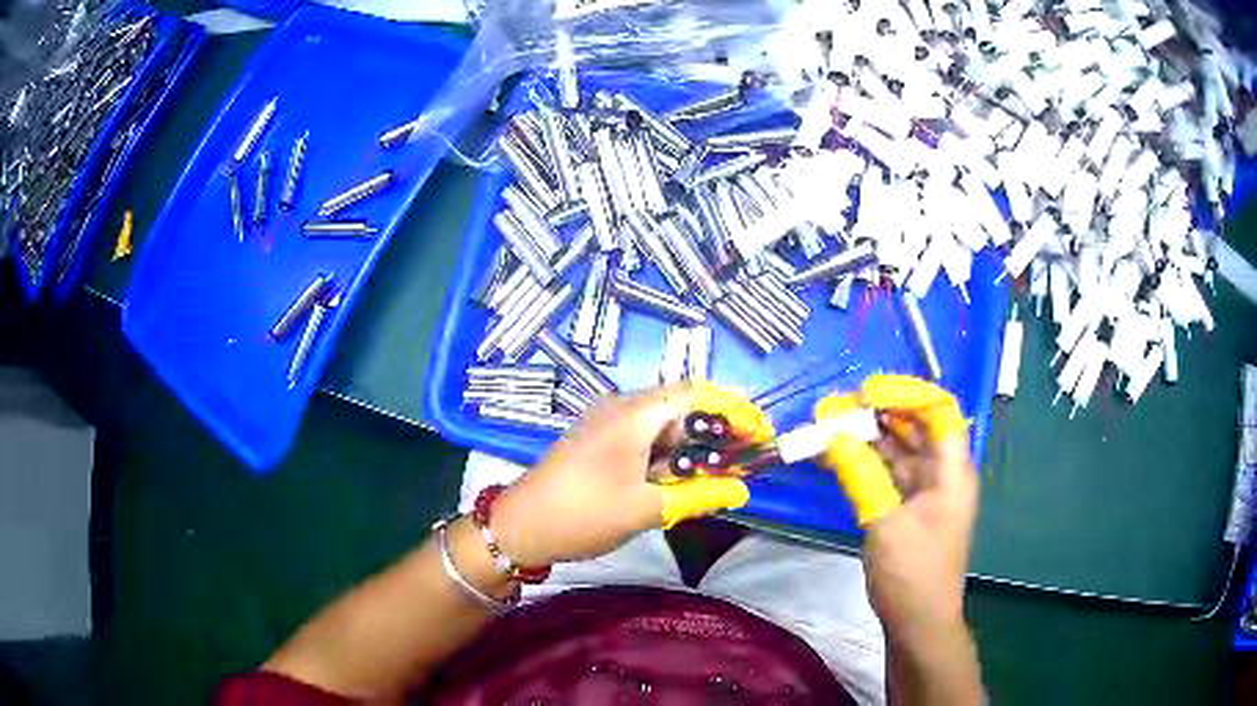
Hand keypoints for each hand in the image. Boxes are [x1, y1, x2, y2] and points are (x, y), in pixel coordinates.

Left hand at [488, 383, 764, 566]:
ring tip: (721, 471)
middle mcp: (622, 408)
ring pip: (663, 423)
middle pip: (682, 405)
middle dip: (717, 429)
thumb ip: (698, 496)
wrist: (520, 527)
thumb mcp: (646, 509)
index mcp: (634, 414)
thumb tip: (741, 491)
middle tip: (745, 457)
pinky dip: (669, 453)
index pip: (697, 394)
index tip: (760, 433)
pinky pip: (644, 437)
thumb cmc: (583, 514)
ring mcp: (607, 424)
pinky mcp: (598, 441)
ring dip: (693, 443)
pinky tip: (682, 477)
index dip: (734, 409)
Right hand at [817, 375, 977, 640]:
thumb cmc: (913, 575)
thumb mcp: (886, 524)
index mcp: (952, 470)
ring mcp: (923, 489)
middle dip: (878, 410)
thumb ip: (861, 474)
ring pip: (897, 447)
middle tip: (836, 406)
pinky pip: (885, 471)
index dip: (905, 392)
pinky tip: (833, 455)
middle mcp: (941, 472)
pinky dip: (862, 461)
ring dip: (865, 434)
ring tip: (827, 424)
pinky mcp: (906, 506)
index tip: (864, 394)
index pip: (938, 410)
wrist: (917, 623)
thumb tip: (833, 433)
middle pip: (915, 424)